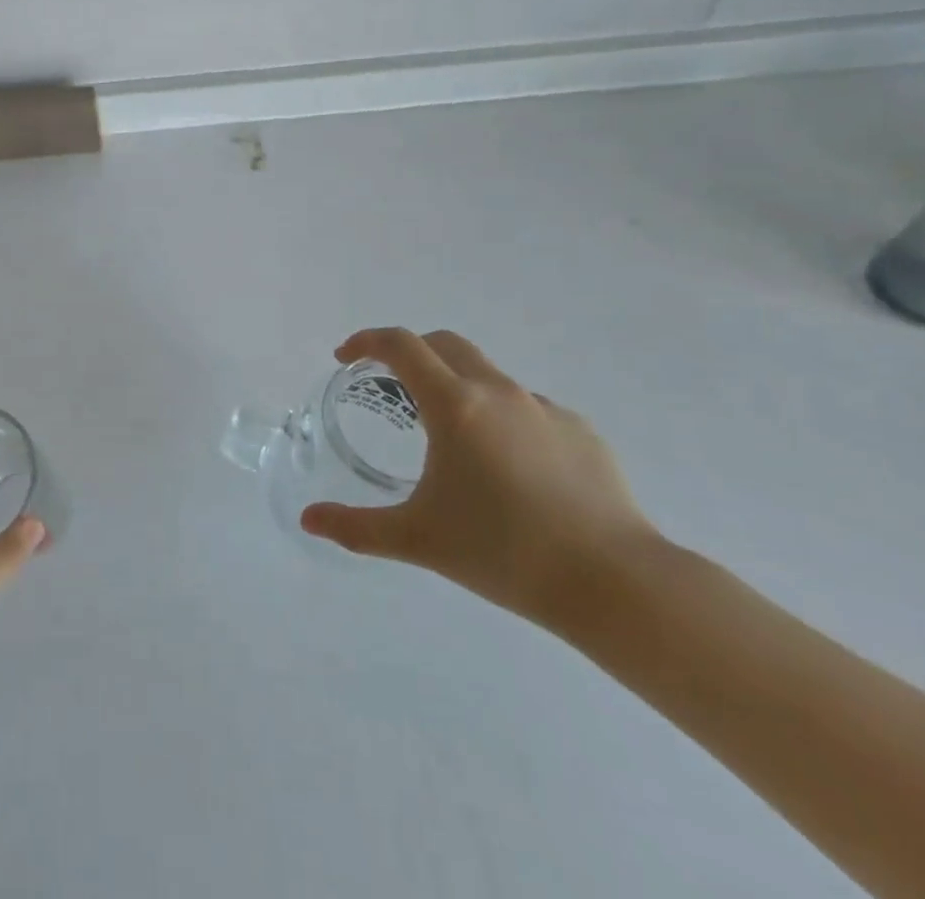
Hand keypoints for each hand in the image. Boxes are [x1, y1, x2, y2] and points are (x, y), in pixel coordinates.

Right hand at [301, 328, 659, 633]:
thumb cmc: (503, 551)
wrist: (616, 583)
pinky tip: (509, 471)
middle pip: (444, 344)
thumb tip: (309, 520)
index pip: (400, 345)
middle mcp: (498, 391)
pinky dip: (503, 419)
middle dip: (411, 353)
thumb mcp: (417, 539)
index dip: (366, 341)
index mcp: (454, 404)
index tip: (346, 357)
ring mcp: (545, 408)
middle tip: (392, 385)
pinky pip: (528, 409)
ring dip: (458, 387)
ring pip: (488, 376)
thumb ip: (356, 527)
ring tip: (452, 439)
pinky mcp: (581, 432)